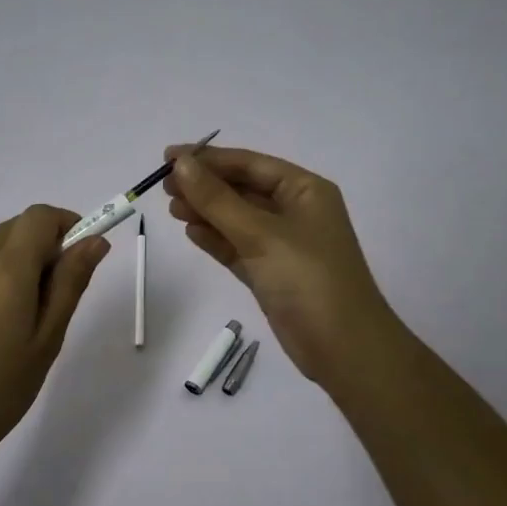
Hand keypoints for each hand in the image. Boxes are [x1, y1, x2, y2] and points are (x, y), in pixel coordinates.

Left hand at [0, 205, 109, 465]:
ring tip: (33, 313)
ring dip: (24, 258)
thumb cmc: (0, 389)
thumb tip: (95, 241)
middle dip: (48, 242)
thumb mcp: (48, 338)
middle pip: (18, 226)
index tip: (85, 255)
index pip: (39, 216)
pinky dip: (2, 273)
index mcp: (5, 270)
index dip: (68, 223)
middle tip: (63, 290)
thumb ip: (71, 283)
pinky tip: (4, 320)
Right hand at [163, 145, 398, 384]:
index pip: (250, 164)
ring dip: (206, 211)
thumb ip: (217, 199)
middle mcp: (296, 211)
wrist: (343, 348)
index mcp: (305, 190)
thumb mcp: (260, 234)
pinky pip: (238, 247)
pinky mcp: (272, 274)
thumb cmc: (307, 279)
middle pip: (242, 189)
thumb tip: (181, 164)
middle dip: (205, 186)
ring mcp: (284, 245)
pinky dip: (216, 239)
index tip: (168, 158)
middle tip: (163, 186)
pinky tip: (191, 232)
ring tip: (171, 208)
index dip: (209, 159)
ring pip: (237, 219)